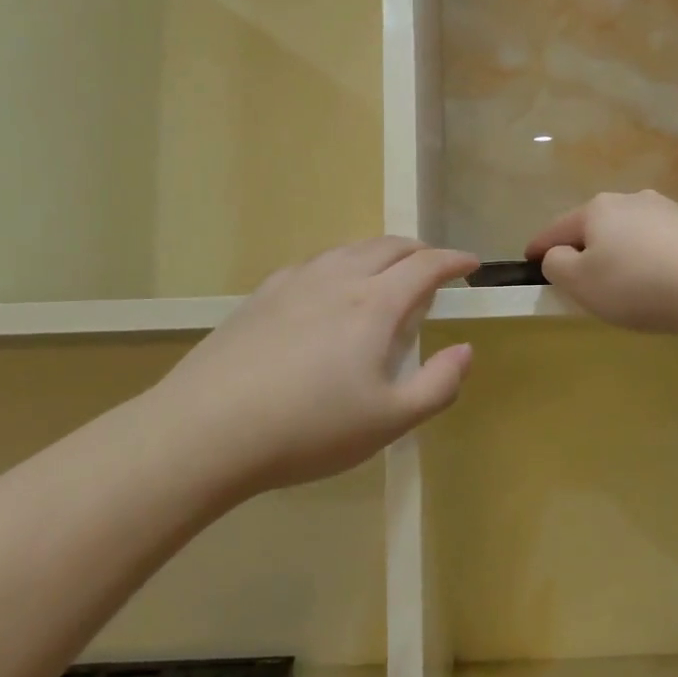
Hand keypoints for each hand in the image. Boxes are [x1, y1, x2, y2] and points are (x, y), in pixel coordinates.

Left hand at [153, 237, 477, 495]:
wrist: (207, 430)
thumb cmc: (309, 429)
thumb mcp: (388, 421)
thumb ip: (438, 386)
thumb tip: (465, 350)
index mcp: (374, 304)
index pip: (425, 266)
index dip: (453, 260)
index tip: (470, 263)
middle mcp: (337, 279)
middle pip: (387, 247)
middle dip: (418, 250)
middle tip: (434, 266)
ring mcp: (294, 283)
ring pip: (348, 250)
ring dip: (379, 253)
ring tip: (387, 272)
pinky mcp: (261, 296)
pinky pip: (314, 265)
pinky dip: (340, 264)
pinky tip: (329, 288)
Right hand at [525, 190, 677, 335]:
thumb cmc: (639, 283)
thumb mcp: (581, 283)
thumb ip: (558, 266)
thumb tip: (559, 254)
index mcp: (597, 209)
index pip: (557, 228)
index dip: (539, 246)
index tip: (527, 258)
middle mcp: (632, 200)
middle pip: (595, 226)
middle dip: (583, 248)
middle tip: (578, 278)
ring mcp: (669, 211)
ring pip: (630, 234)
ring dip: (620, 255)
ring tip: (623, 285)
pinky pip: (660, 245)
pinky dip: (650, 261)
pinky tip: (660, 284)